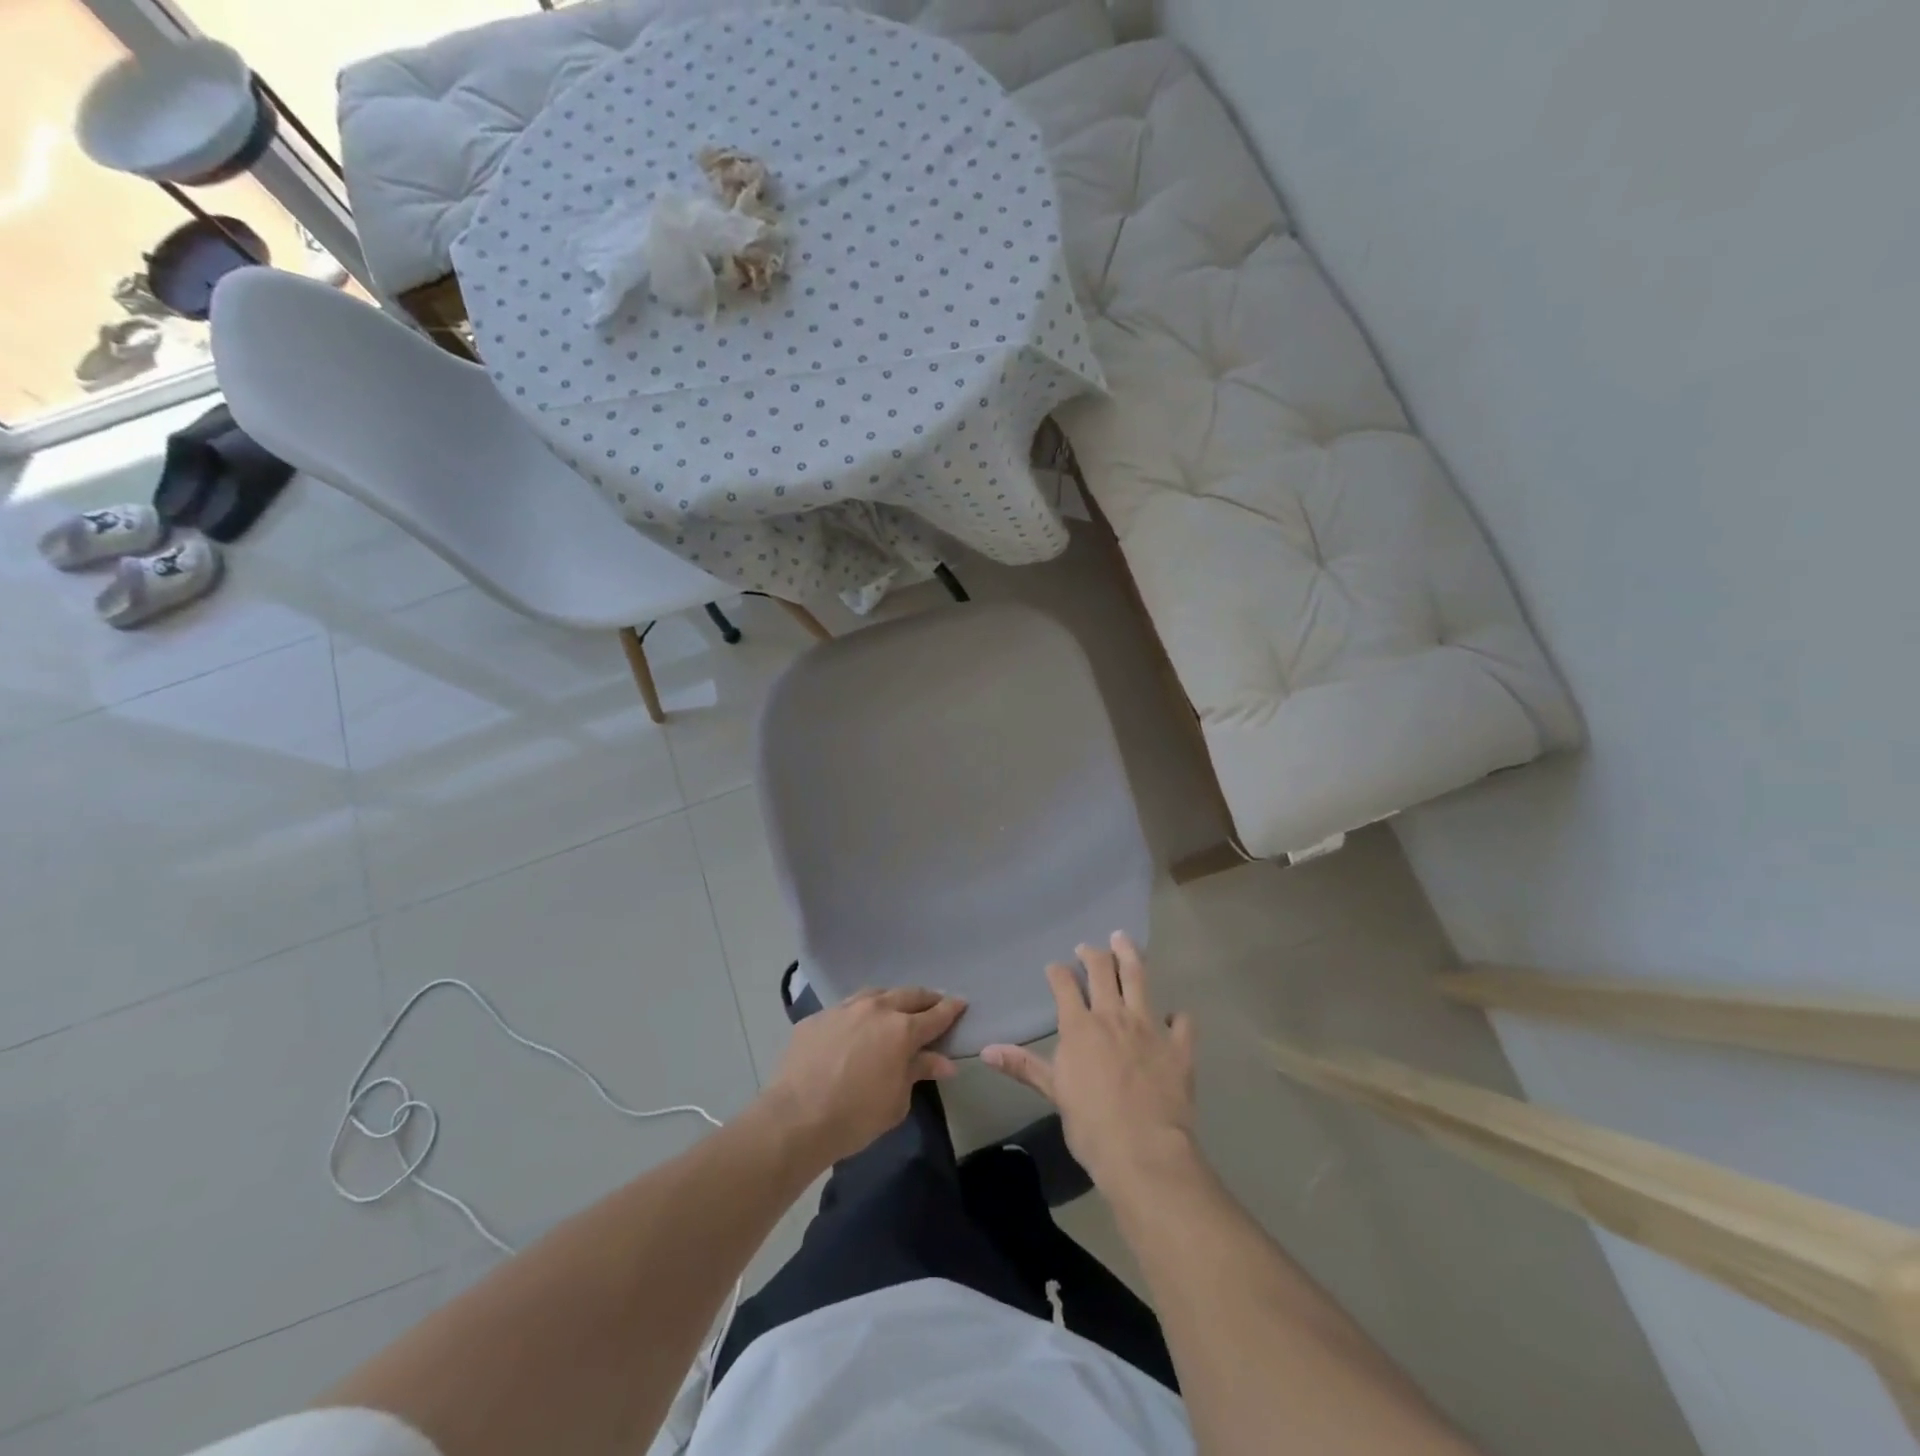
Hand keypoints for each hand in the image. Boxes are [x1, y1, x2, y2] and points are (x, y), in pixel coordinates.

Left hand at [764, 987, 966, 1165]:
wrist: (796, 1118)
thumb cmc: (856, 1116)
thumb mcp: (897, 1100)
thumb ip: (919, 1071)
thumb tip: (944, 1062)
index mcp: (902, 1030)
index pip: (935, 1015)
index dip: (951, 1009)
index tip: (962, 1003)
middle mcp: (876, 1010)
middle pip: (908, 995)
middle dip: (925, 998)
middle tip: (934, 1003)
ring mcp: (844, 1009)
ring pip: (876, 994)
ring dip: (891, 999)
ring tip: (896, 1007)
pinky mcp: (818, 1017)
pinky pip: (846, 1008)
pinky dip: (859, 1013)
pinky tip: (856, 1025)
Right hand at [981, 933, 1196, 1192]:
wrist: (1143, 1151)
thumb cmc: (1090, 1124)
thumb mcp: (1053, 1092)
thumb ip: (1023, 1066)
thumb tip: (985, 1050)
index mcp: (1080, 1026)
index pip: (1064, 985)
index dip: (1058, 972)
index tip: (1055, 967)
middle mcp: (1113, 1016)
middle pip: (1102, 971)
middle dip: (1093, 954)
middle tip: (1088, 947)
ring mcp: (1149, 1027)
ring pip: (1139, 979)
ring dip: (1130, 956)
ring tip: (1123, 940)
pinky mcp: (1178, 1046)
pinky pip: (1181, 1022)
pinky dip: (1177, 1016)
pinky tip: (1174, 1015)